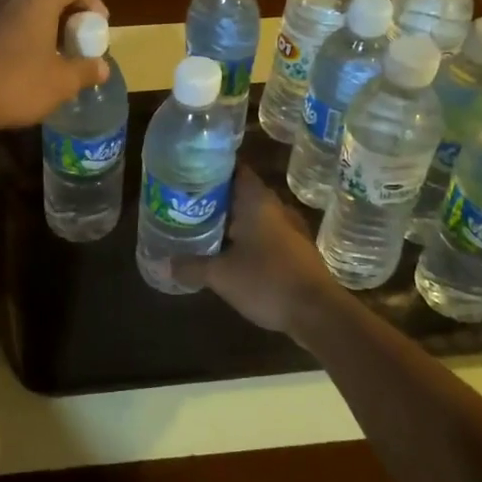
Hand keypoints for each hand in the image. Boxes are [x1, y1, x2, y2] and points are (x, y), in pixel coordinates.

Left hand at [0, 0, 110, 131]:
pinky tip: (28, 67)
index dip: (92, 1)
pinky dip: (25, 39)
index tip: (100, 25)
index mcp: (38, 0)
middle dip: (69, 18)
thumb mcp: (62, 82)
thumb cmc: (17, 83)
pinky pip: (8, 28)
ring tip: (57, 57)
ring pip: (26, 13)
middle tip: (81, 44)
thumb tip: (102, 67)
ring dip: (46, 30)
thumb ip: (86, 70)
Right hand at [170, 170, 349, 343]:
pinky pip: (264, 234)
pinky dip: (246, 238)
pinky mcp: (295, 249)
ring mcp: (289, 228)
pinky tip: (228, 252)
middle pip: (240, 192)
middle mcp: (274, 207)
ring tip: (201, 226)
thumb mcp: (221, 275)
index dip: (211, 168)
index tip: (187, 173)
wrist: (318, 313)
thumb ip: (191, 266)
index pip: (233, 169)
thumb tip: (163, 264)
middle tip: (186, 203)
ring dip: (231, 220)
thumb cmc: (267, 281)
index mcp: (256, 200)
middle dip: (215, 197)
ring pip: (253, 215)